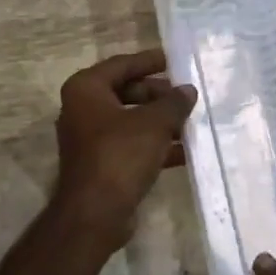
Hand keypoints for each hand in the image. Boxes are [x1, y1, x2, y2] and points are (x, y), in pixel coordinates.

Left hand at [52, 50, 196, 251]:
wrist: (95, 214)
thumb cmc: (120, 155)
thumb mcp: (154, 123)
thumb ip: (173, 103)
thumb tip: (188, 90)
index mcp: (86, 89)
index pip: (122, 64)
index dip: (150, 61)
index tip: (174, 60)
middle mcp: (83, 109)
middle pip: (127, 91)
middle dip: (159, 94)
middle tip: (187, 95)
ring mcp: (91, 138)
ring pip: (132, 120)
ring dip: (160, 121)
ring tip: (192, 120)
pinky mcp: (102, 163)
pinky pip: (132, 144)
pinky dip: (155, 144)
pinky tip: (185, 150)